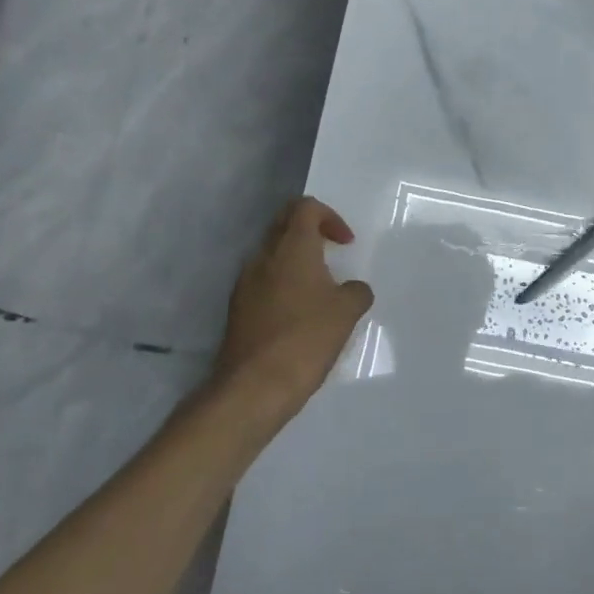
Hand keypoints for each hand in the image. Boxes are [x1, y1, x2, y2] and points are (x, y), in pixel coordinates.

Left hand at [216, 197, 374, 408]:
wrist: (254, 386)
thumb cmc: (306, 339)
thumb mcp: (347, 313)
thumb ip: (356, 292)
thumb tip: (353, 290)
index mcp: (292, 248)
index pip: (305, 208)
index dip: (330, 217)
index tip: (346, 244)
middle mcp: (263, 257)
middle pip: (284, 225)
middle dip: (310, 232)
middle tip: (332, 254)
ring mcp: (245, 283)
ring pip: (271, 254)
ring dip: (295, 260)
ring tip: (318, 288)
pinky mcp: (237, 308)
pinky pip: (262, 281)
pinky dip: (282, 285)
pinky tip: (299, 314)